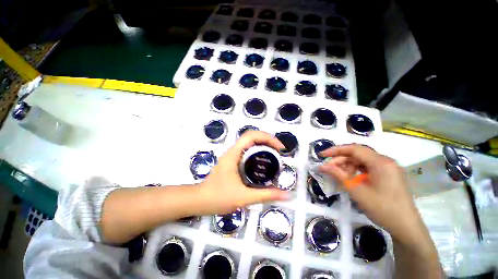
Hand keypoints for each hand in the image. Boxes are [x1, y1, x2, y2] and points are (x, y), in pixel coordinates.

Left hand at [198, 131, 289, 214]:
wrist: (199, 200)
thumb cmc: (218, 198)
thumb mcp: (244, 197)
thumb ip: (266, 195)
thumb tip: (286, 195)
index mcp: (234, 154)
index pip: (251, 136)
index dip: (268, 138)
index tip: (279, 148)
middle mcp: (232, 151)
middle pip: (251, 136)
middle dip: (267, 139)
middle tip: (279, 150)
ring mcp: (231, 155)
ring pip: (249, 142)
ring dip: (262, 143)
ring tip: (274, 153)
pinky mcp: (231, 160)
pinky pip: (246, 149)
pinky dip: (257, 150)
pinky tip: (262, 160)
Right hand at [318, 144, 424, 243]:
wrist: (406, 228)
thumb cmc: (382, 209)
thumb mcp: (357, 191)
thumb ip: (338, 175)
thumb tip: (322, 166)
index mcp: (381, 162)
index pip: (354, 149)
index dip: (335, 150)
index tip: (322, 155)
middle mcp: (386, 161)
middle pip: (358, 154)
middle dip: (341, 160)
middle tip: (328, 168)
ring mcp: (389, 168)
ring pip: (363, 161)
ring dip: (348, 166)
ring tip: (339, 176)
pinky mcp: (390, 175)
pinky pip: (369, 168)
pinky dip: (357, 171)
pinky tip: (351, 179)